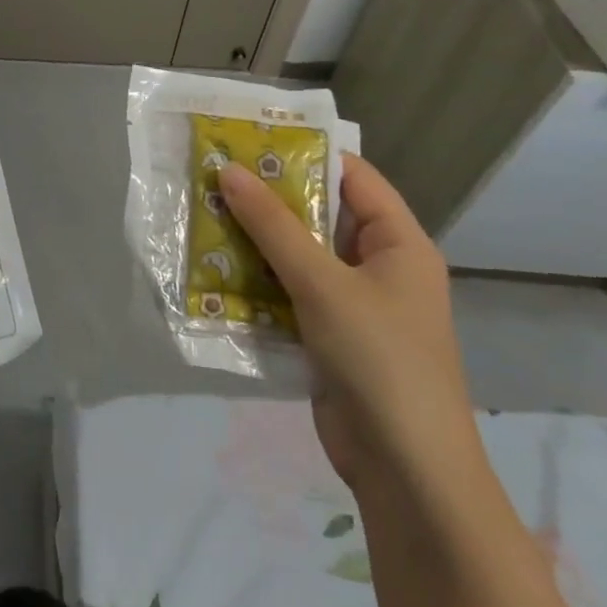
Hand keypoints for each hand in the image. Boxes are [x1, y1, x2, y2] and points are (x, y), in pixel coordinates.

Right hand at [218, 154, 480, 499]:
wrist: (405, 468)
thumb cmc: (378, 359)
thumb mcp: (322, 283)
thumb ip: (273, 226)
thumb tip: (229, 171)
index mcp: (398, 243)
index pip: (352, 176)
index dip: (304, 153)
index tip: (248, 139)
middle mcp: (378, 266)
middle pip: (319, 215)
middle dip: (266, 198)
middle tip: (211, 175)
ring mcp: (352, 303)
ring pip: (297, 255)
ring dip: (254, 240)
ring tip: (201, 214)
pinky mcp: (327, 334)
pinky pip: (287, 292)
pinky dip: (255, 280)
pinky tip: (212, 268)